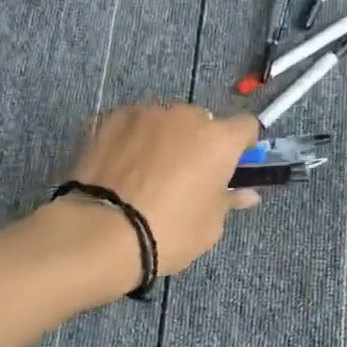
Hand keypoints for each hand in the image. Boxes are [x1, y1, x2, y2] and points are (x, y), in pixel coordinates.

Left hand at [57, 104, 259, 288]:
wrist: (101, 232)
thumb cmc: (168, 233)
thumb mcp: (209, 226)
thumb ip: (228, 200)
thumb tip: (245, 193)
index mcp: (218, 140)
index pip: (246, 127)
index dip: (241, 145)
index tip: (231, 166)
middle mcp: (185, 116)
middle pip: (201, 122)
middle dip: (197, 143)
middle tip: (183, 176)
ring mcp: (145, 113)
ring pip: (164, 121)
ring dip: (162, 139)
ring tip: (143, 174)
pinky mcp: (111, 118)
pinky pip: (131, 125)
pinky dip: (131, 140)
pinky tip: (118, 168)